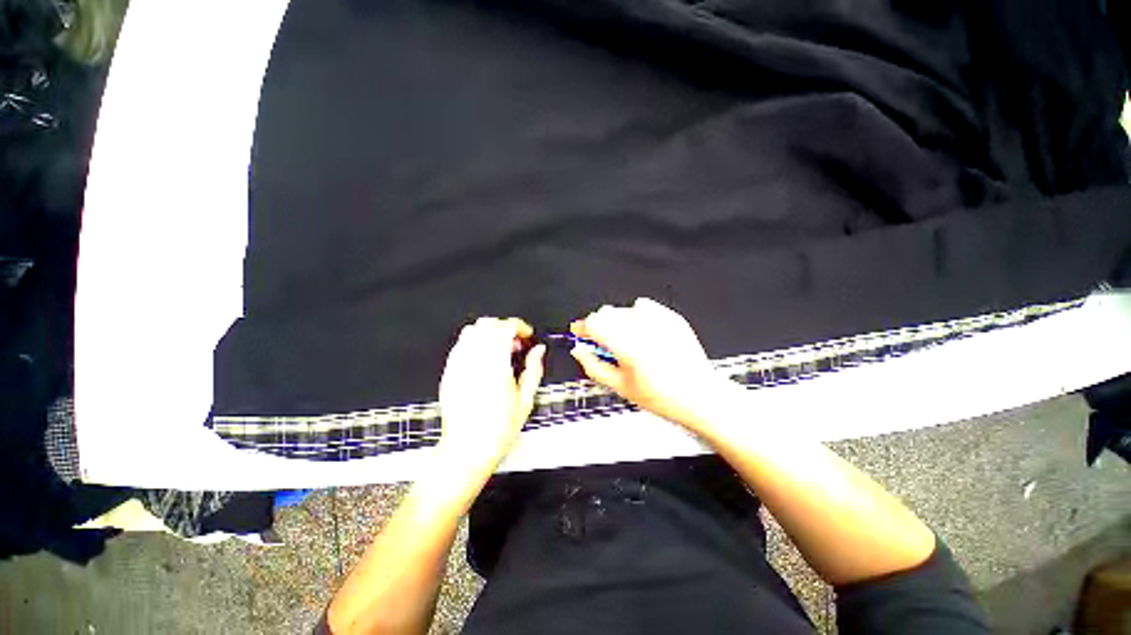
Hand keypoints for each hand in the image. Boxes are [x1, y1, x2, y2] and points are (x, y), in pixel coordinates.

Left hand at [437, 317, 545, 476]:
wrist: (467, 450)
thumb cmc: (499, 430)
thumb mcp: (525, 400)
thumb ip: (534, 369)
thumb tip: (539, 350)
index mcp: (495, 365)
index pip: (505, 328)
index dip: (519, 326)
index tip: (527, 335)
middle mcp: (474, 360)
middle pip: (487, 324)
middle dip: (505, 327)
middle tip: (516, 344)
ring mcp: (458, 365)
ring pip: (471, 331)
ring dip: (489, 333)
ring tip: (500, 350)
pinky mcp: (448, 372)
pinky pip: (459, 345)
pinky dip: (474, 343)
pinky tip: (483, 360)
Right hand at [570, 298, 730, 430]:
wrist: (700, 395)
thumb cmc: (661, 396)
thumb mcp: (620, 386)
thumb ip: (593, 366)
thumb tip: (578, 350)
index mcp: (627, 344)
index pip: (593, 323)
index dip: (582, 328)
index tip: (579, 334)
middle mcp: (642, 326)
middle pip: (607, 313)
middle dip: (599, 326)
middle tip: (603, 345)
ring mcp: (659, 318)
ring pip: (624, 309)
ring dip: (617, 322)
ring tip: (626, 343)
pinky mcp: (671, 316)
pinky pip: (644, 307)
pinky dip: (637, 317)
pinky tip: (643, 334)